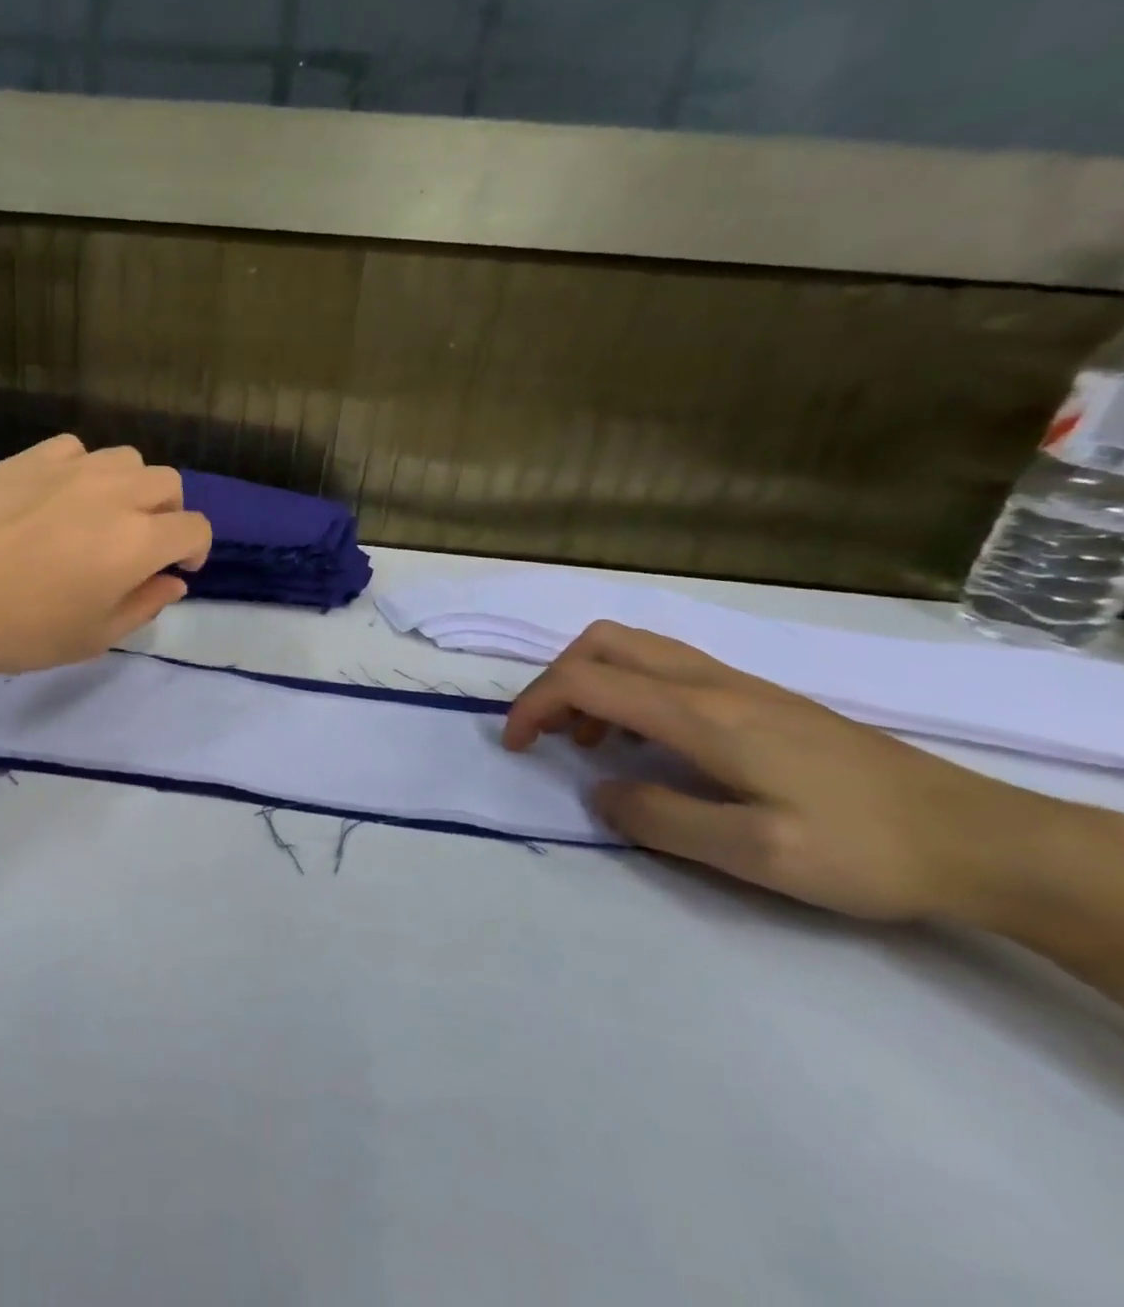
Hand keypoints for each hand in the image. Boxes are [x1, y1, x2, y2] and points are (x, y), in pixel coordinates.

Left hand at [0, 436, 211, 689]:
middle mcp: (114, 492)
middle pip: (167, 484)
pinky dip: (84, 470)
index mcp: (137, 540)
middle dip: (168, 514)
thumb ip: (143, 606)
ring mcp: (70, 467)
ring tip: (103, 515)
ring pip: (126, 459)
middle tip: (141, 544)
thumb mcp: (91, 637)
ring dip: (130, 487)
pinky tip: (60, 496)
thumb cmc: (17, 628)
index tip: (178, 569)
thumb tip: (172, 582)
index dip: (196, 549)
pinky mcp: (30, 456)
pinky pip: (77, 450)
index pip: (194, 528)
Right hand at [503, 621, 1070, 922]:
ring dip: (590, 682)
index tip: (515, 744)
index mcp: (700, 713)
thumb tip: (599, 792)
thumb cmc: (863, 848)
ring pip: (633, 648)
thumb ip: (660, 818)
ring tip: (587, 741)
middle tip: (547, 733)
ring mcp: (737, 684)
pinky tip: (644, 741)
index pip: (586, 680)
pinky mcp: (757, 697)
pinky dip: (626, 689)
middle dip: (556, 679)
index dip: (534, 704)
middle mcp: (710, 683)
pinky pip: (664, 668)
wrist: (979, 838)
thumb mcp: (753, 853)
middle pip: (604, 642)